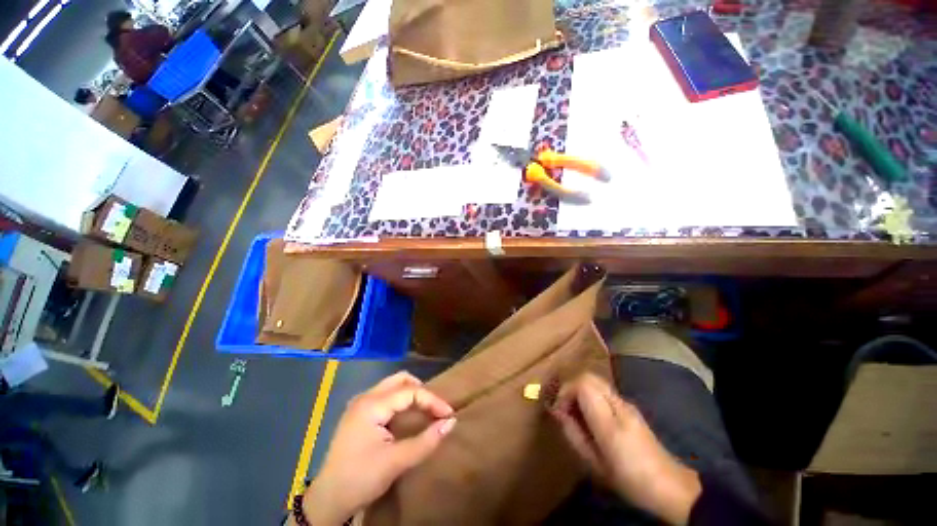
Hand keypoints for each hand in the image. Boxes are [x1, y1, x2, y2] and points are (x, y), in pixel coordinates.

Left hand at [299, 372, 455, 525]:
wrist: (327, 501)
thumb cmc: (360, 479)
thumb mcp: (396, 462)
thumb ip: (426, 441)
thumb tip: (451, 423)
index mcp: (371, 405)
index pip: (410, 391)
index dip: (432, 400)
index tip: (449, 414)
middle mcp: (365, 397)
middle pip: (400, 380)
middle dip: (421, 391)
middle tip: (435, 409)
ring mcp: (360, 404)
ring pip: (393, 386)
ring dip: (412, 394)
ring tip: (425, 411)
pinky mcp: (359, 414)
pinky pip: (386, 397)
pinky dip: (402, 402)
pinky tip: (408, 416)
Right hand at [551, 373, 701, 525]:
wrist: (670, 486)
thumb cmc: (629, 479)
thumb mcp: (594, 463)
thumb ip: (573, 434)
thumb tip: (557, 411)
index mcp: (611, 422)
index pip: (583, 384)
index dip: (566, 391)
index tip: (559, 409)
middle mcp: (619, 405)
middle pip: (588, 377)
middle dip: (571, 387)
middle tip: (565, 408)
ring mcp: (627, 403)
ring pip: (596, 380)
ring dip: (580, 390)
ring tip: (576, 412)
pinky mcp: (629, 406)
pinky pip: (603, 390)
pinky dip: (590, 394)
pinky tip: (591, 414)